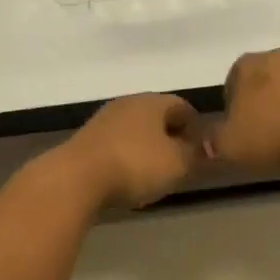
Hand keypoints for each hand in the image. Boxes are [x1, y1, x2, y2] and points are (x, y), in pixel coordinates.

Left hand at [50, 94, 201, 209]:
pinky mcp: (87, 139)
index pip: (183, 106)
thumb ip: (195, 153)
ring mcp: (104, 120)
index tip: (202, 151)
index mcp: (152, 101)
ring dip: (148, 148)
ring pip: (136, 130)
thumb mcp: (177, 163)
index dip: (196, 127)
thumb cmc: (135, 164)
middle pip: (157, 116)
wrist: (77, 177)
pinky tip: (127, 177)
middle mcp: (128, 103)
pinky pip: (117, 144)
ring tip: (155, 174)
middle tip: (181, 163)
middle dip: (171, 137)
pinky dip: (127, 156)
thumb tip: (203, 147)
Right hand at [209, 47, 279, 173]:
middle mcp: (278, 56)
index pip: (232, 82)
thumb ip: (213, 140)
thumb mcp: (228, 145)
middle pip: (264, 79)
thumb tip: (209, 142)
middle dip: (263, 102)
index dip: (233, 107)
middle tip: (265, 134)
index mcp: (247, 64)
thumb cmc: (271, 135)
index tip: (240, 130)